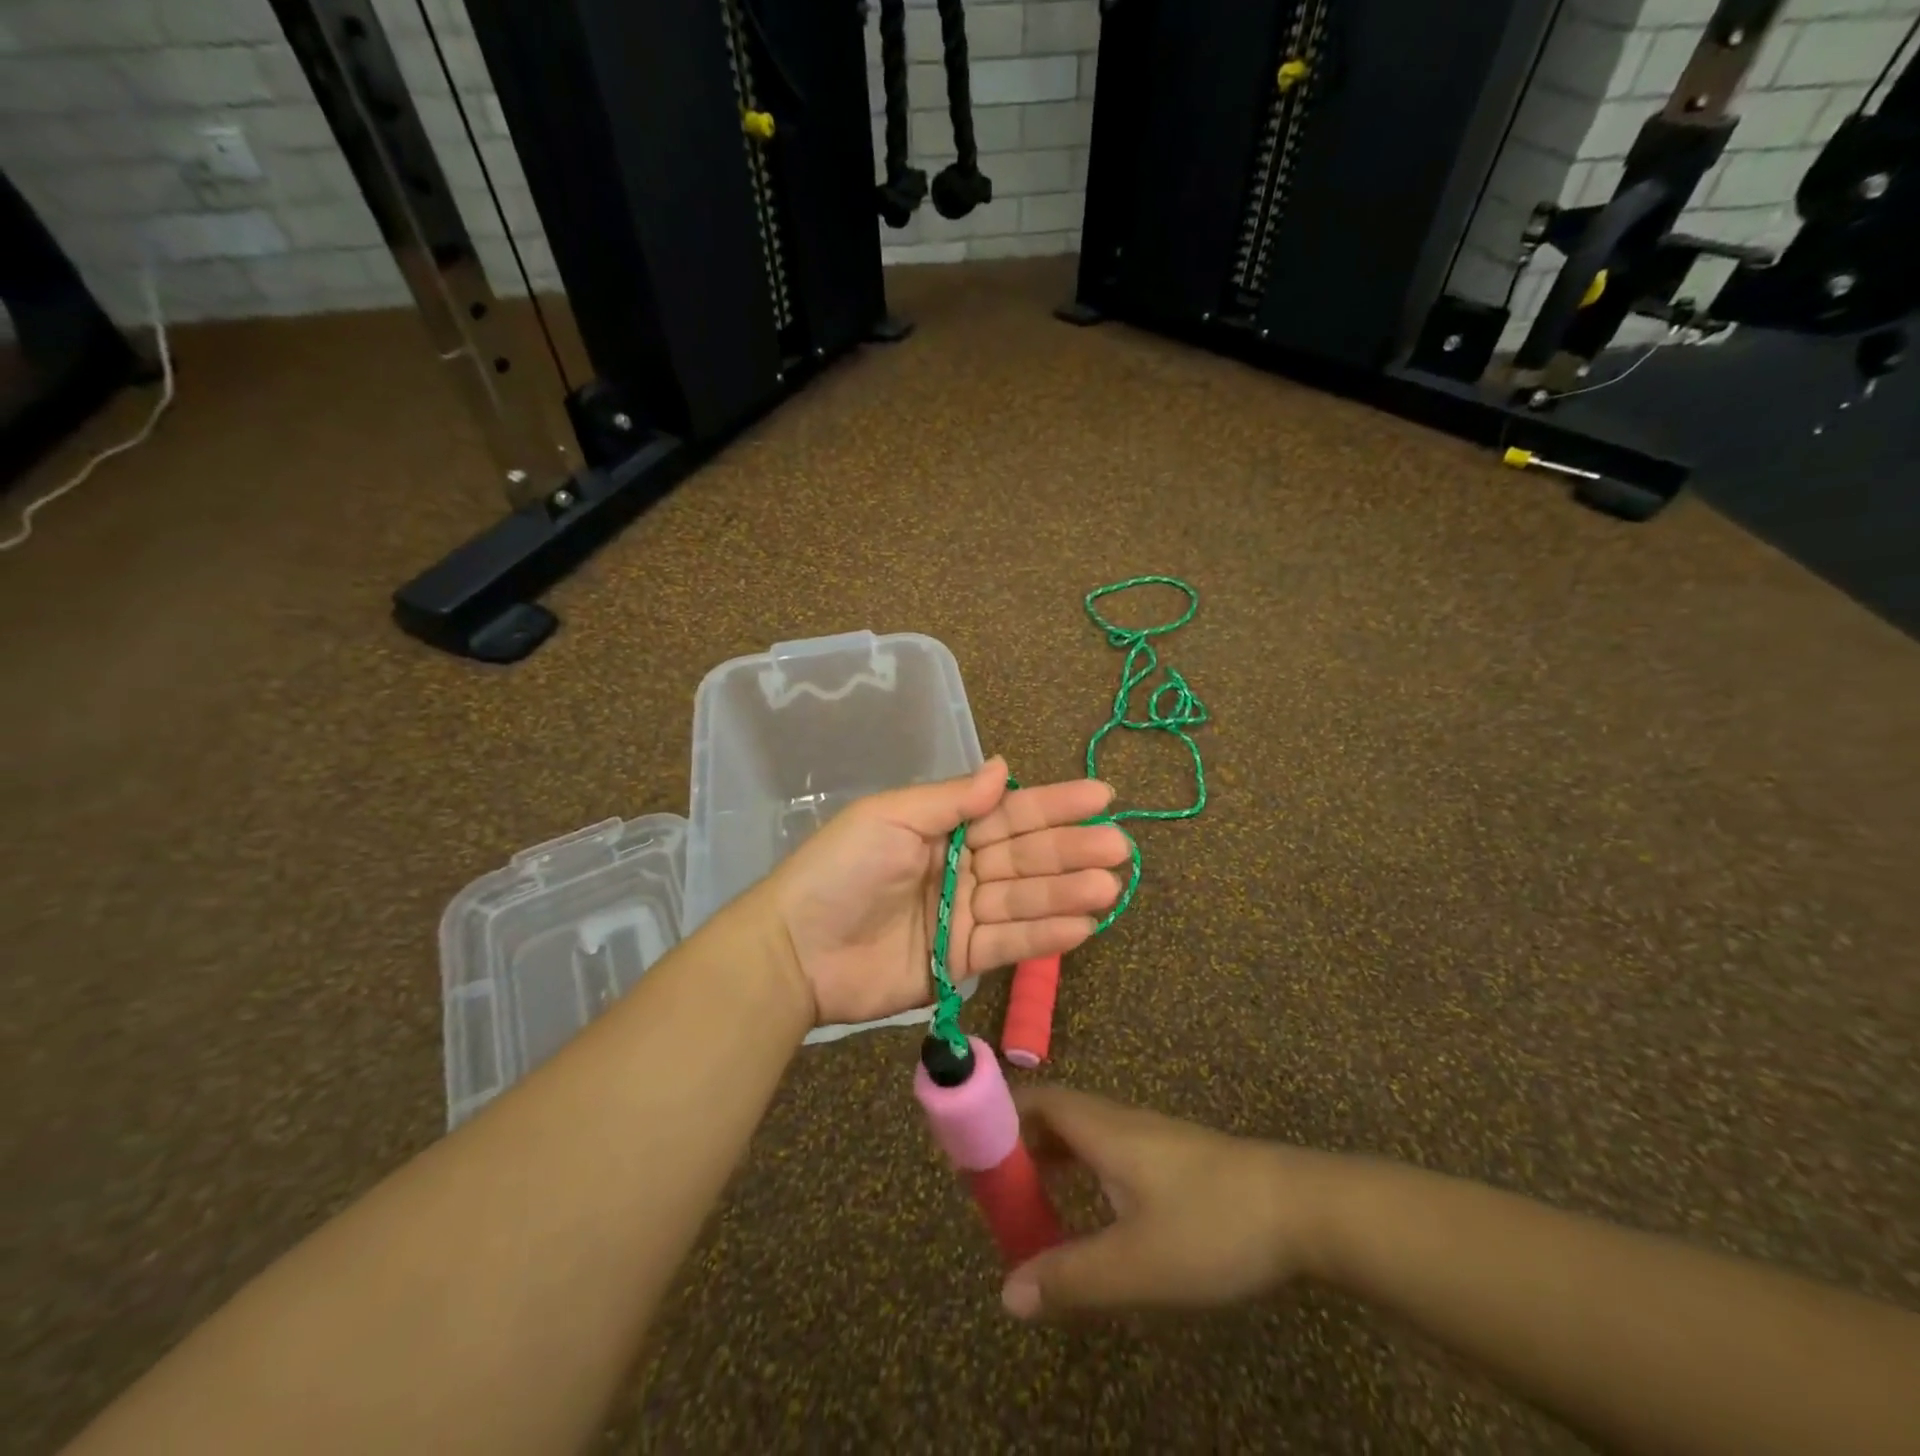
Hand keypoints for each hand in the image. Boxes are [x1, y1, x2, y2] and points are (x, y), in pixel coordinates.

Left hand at [765, 756, 1130, 1027]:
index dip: (1055, 803)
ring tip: (1110, 887)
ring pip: (1024, 899)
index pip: (1009, 812)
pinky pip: (1009, 944)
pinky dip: (1045, 936)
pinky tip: (1083, 926)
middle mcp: (960, 867)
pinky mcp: (960, 960)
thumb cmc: (841, 869)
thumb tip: (1003, 765)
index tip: (1102, 795)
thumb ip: (951, 799)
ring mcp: (962, 915)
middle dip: (1071, 849)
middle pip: (1025, 856)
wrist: (796, 949)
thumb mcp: (891, 817)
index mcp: (943, 827)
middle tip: (1119, 847)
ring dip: (1067, 893)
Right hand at [1001, 1087, 1344, 1320]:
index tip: (965, 1149)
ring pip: (1081, 1138)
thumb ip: (1071, 1279)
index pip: (1033, 1101)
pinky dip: (1080, 1177)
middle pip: (1052, 1118)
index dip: (995, 1116)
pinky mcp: (1172, 1161)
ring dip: (1048, 1164)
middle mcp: (1118, 1123)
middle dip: (1015, 1147)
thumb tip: (1007, 1294)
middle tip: (989, 1193)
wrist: (1303, 1209)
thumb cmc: (1213, 1225)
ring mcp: (1148, 1140)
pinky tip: (1089, 1218)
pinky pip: (1106, 1156)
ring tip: (1027, 1210)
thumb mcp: (1137, 1264)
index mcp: (1101, 1129)